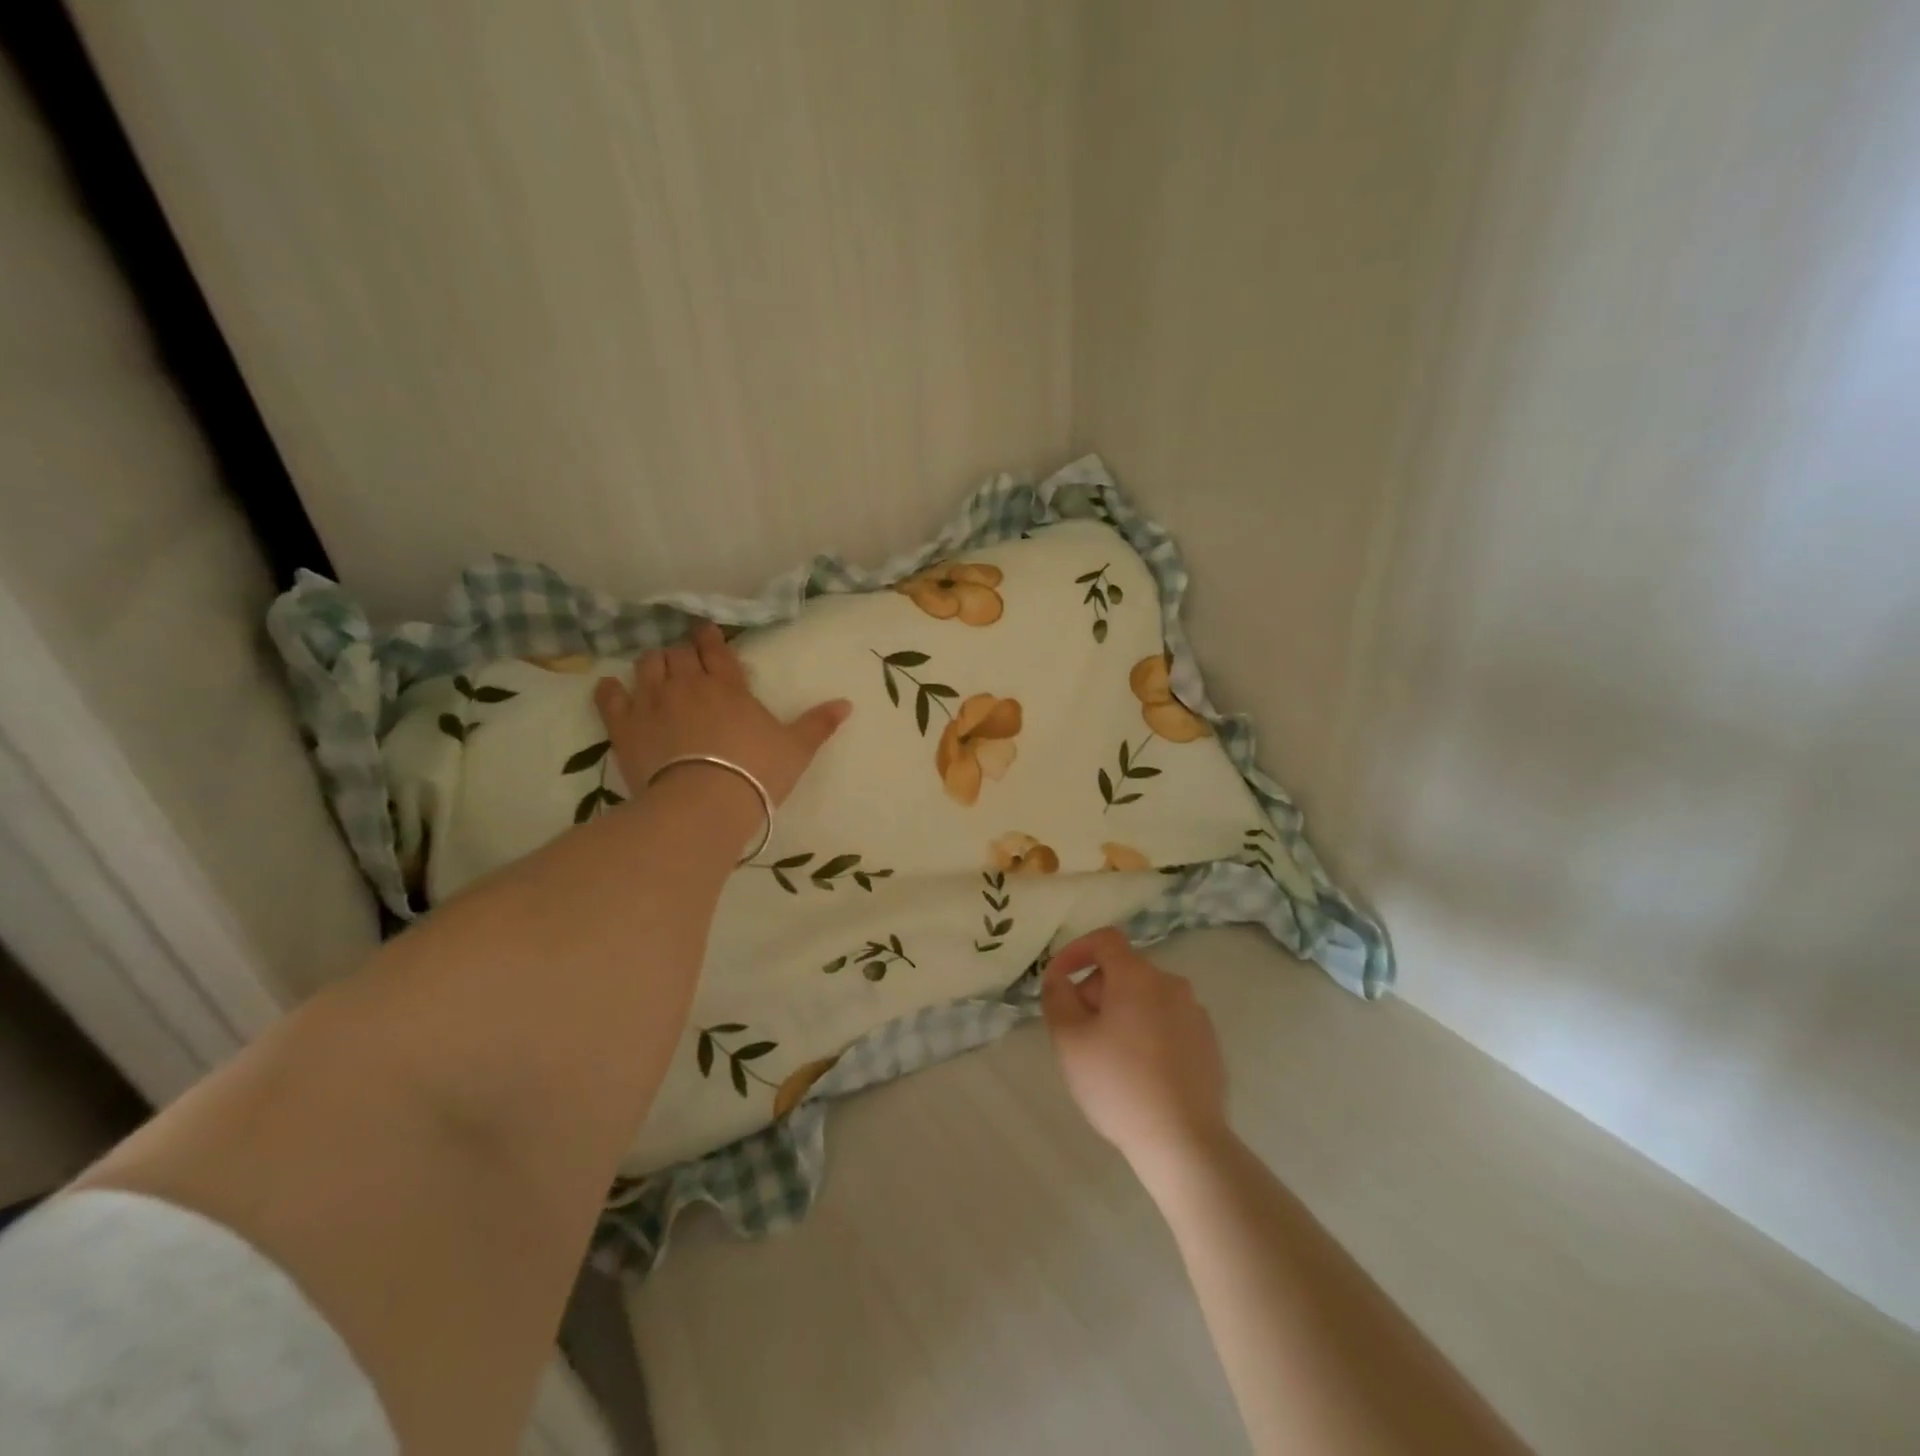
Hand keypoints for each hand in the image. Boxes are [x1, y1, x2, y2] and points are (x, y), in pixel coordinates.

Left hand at [592, 621, 850, 805]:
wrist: (704, 805)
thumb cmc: (755, 774)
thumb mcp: (796, 749)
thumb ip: (818, 724)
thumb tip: (847, 704)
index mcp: (728, 686)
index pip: (716, 650)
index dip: (710, 639)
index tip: (704, 633)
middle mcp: (687, 685)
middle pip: (678, 654)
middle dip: (682, 653)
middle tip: (686, 660)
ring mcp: (652, 702)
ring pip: (646, 665)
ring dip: (653, 663)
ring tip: (657, 671)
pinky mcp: (624, 726)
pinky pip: (610, 697)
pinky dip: (610, 689)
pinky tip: (613, 688)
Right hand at [1040, 929, 1228, 1172]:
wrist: (1184, 1141)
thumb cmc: (1118, 1084)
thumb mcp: (1069, 1040)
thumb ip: (1057, 998)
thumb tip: (1060, 979)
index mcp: (1137, 976)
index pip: (1105, 940)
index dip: (1076, 951)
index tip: (1058, 979)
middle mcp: (1171, 984)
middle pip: (1124, 971)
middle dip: (1095, 991)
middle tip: (1077, 1031)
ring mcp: (1195, 1014)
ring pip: (1146, 998)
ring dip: (1121, 1013)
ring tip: (1107, 1056)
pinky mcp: (1209, 1044)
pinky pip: (1168, 1023)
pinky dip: (1147, 1033)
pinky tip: (1139, 1073)